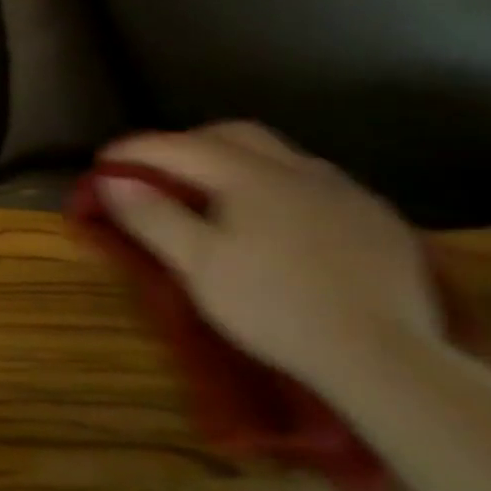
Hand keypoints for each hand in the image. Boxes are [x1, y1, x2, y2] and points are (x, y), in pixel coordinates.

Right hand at [96, 123, 445, 398]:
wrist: (386, 357)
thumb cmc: (275, 307)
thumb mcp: (198, 266)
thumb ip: (152, 216)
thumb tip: (112, 180)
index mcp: (249, 175)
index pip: (178, 146)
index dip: (136, 150)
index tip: (104, 163)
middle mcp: (299, 168)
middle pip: (233, 134)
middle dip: (188, 142)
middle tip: (160, 169)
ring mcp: (345, 191)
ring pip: (279, 155)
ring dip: (238, 161)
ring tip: (218, 192)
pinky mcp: (378, 219)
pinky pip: (317, 184)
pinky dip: (281, 187)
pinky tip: (281, 220)